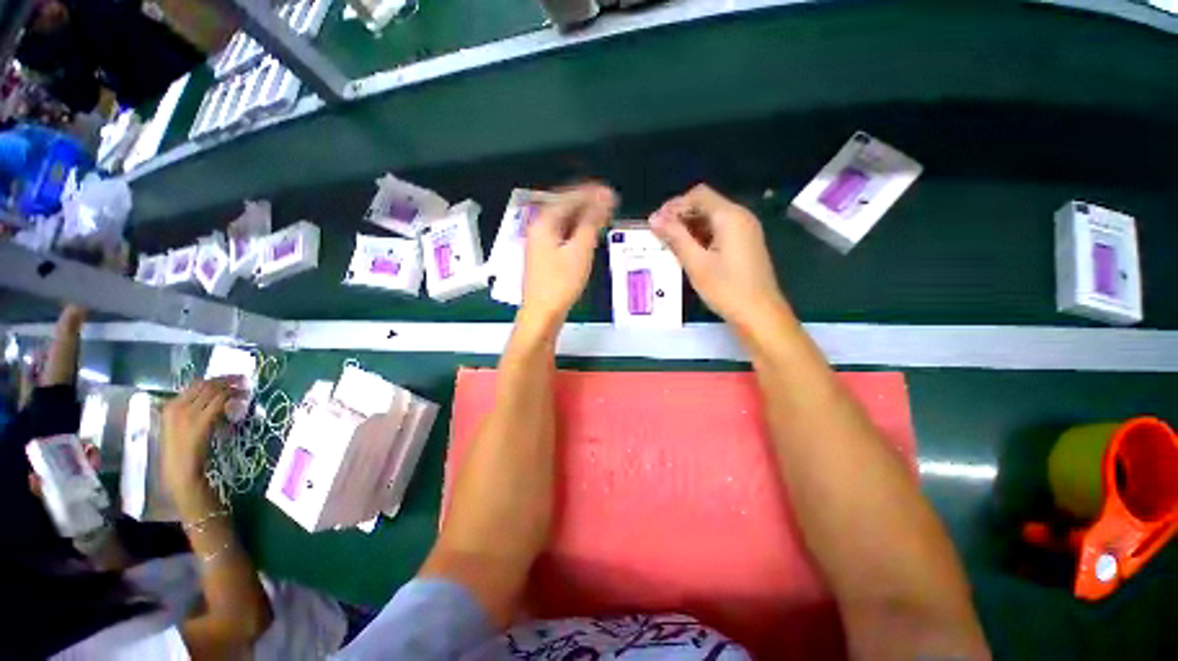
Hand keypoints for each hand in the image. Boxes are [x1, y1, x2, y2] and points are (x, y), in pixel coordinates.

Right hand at [161, 378, 234, 496]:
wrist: (179, 470)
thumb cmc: (181, 452)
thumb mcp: (181, 427)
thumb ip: (192, 412)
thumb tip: (214, 401)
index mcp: (169, 407)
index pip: (194, 385)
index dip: (215, 379)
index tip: (230, 379)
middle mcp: (177, 406)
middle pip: (206, 385)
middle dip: (226, 380)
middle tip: (243, 379)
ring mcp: (188, 414)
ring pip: (214, 391)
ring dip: (233, 387)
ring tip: (246, 388)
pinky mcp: (201, 421)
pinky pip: (220, 402)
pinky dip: (233, 398)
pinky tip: (243, 398)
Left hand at [522, 183, 617, 322]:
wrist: (543, 313)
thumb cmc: (560, 283)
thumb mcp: (580, 251)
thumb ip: (591, 222)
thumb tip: (604, 199)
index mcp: (544, 223)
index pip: (569, 197)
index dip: (591, 193)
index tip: (611, 192)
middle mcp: (539, 228)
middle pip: (565, 206)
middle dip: (588, 202)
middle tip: (610, 202)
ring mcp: (541, 243)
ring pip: (565, 221)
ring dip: (584, 216)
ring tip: (604, 216)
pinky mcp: (546, 256)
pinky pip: (563, 234)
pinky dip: (577, 230)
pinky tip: (589, 234)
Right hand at [650, 184, 789, 332]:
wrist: (760, 315)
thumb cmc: (727, 289)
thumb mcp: (696, 263)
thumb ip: (675, 237)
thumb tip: (654, 218)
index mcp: (730, 216)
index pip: (698, 195)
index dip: (674, 205)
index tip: (656, 223)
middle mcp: (740, 217)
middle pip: (705, 204)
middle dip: (680, 216)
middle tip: (659, 234)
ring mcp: (745, 231)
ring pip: (712, 219)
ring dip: (690, 227)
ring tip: (669, 244)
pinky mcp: (745, 245)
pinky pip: (720, 231)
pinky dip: (701, 237)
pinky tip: (688, 251)